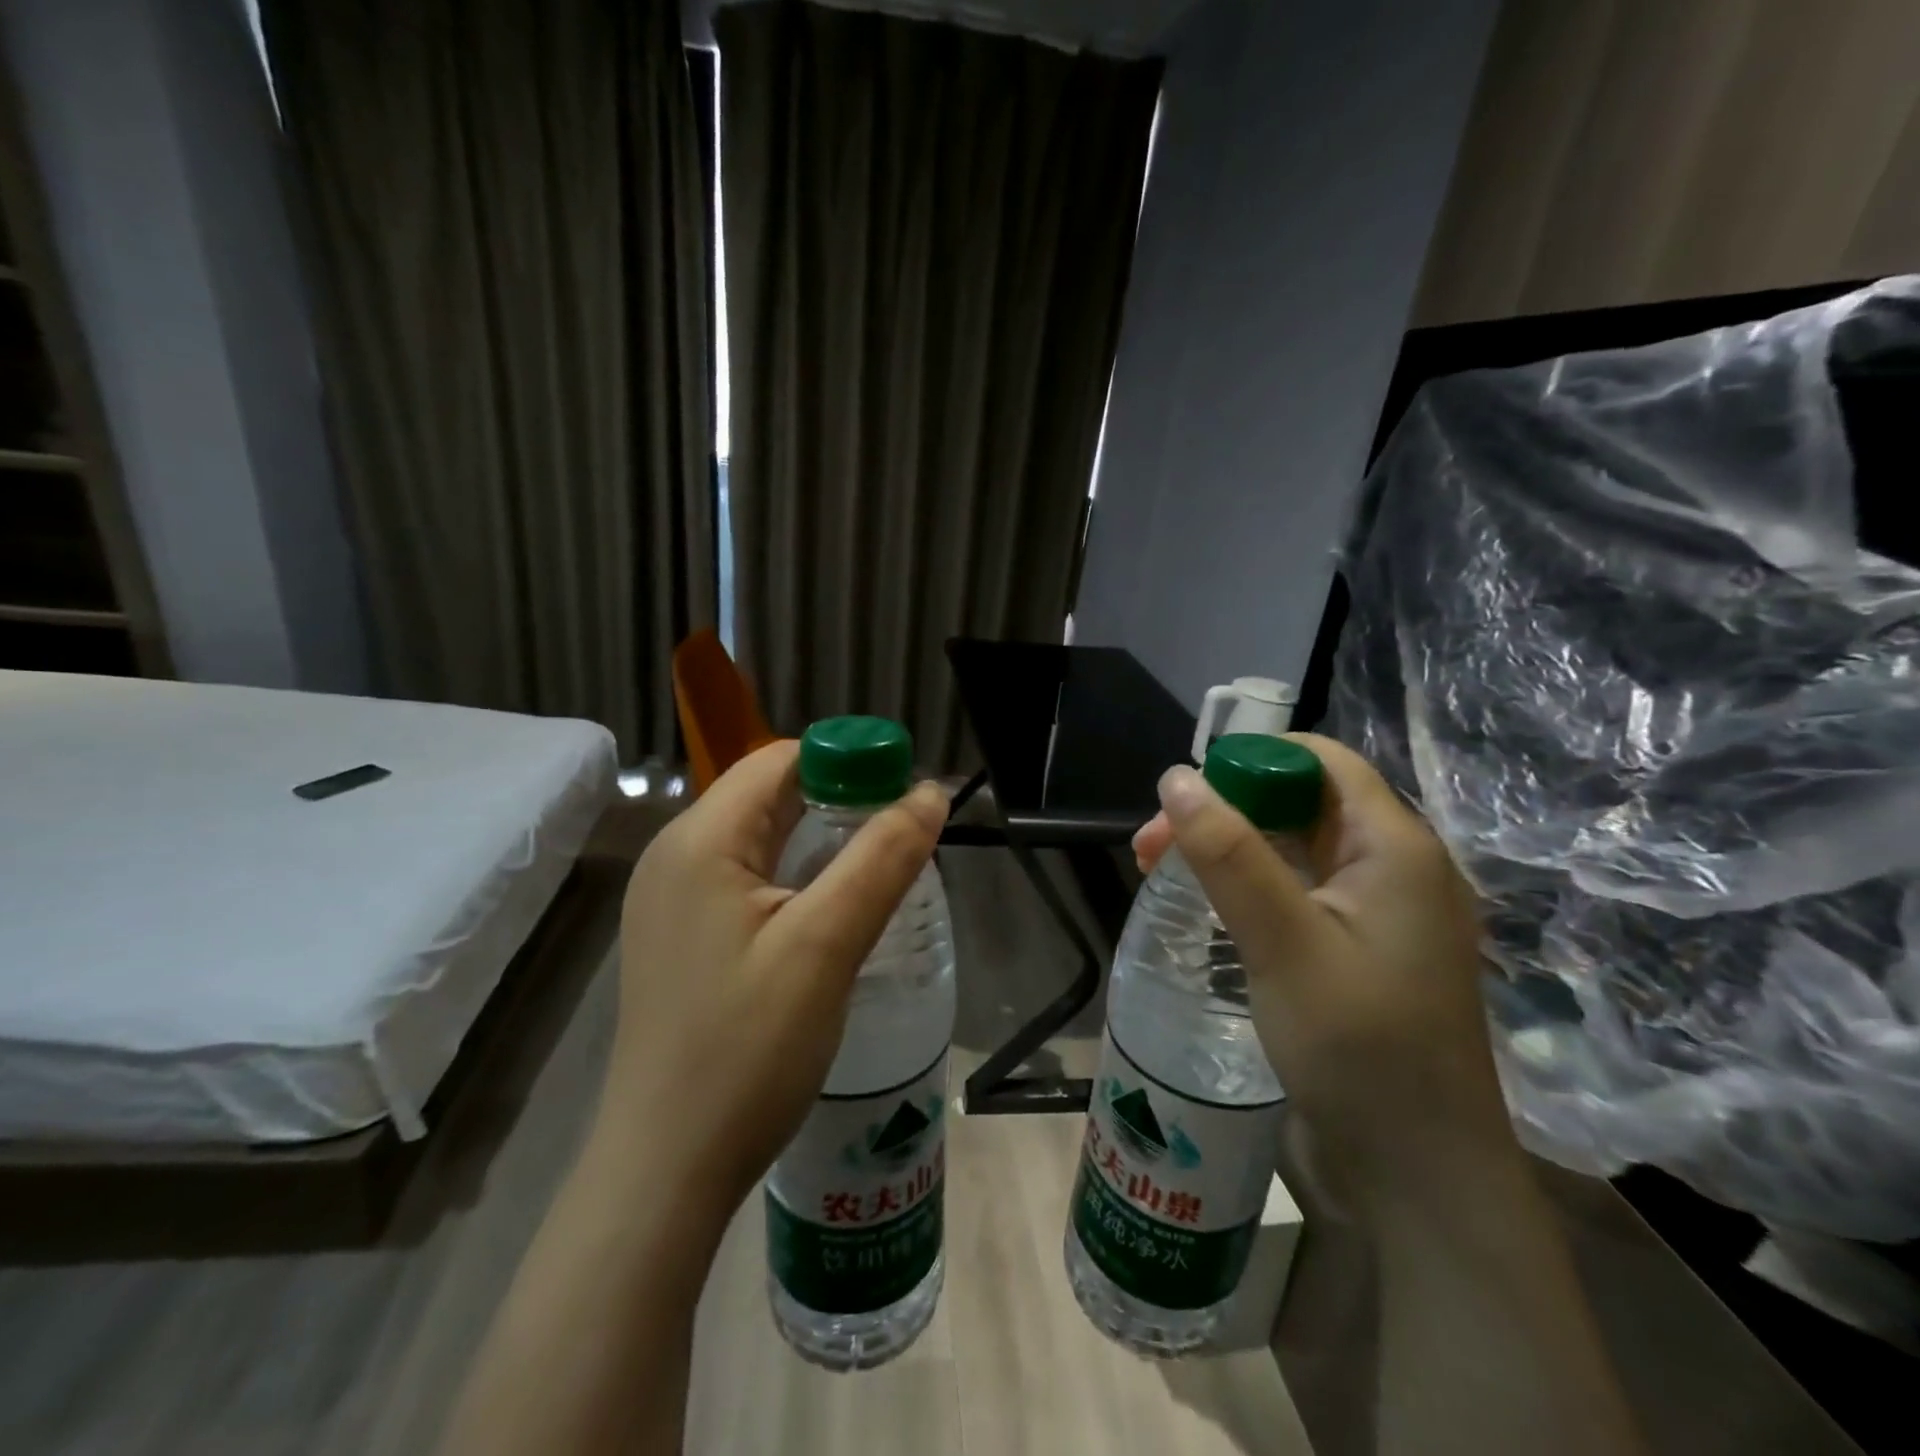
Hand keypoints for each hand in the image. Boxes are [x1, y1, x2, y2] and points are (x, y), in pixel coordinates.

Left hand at [598, 740, 948, 1225]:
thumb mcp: (825, 945)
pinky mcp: (683, 937)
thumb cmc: (746, 1050)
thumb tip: (930, 792)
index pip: (780, 760)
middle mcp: (676, 856)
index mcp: (700, 840)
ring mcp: (674, 900)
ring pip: (761, 839)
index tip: (904, 793)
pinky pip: (748, 879)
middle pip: (769, 796)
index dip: (847, 762)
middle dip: (840, 802)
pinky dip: (797, 876)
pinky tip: (833, 910)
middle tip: (903, 835)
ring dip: (822, 840)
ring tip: (880, 868)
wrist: (666, 1169)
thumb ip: (882, 858)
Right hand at [1137, 734, 1514, 1211]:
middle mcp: (1394, 867)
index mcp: (1395, 847)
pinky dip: (1248, 886)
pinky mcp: (1360, 949)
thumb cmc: (1360, 1050)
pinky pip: (1299, 891)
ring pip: (1293, 848)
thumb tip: (1176, 778)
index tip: (1184, 797)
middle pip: (1299, 803)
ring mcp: (1379, 912)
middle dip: (1223, 810)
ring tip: (1160, 873)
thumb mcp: (1283, 943)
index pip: (1320, 762)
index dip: (1249, 763)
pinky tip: (1208, 908)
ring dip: (1227, 849)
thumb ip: (1229, 854)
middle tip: (1151, 847)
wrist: (1420, 1177)